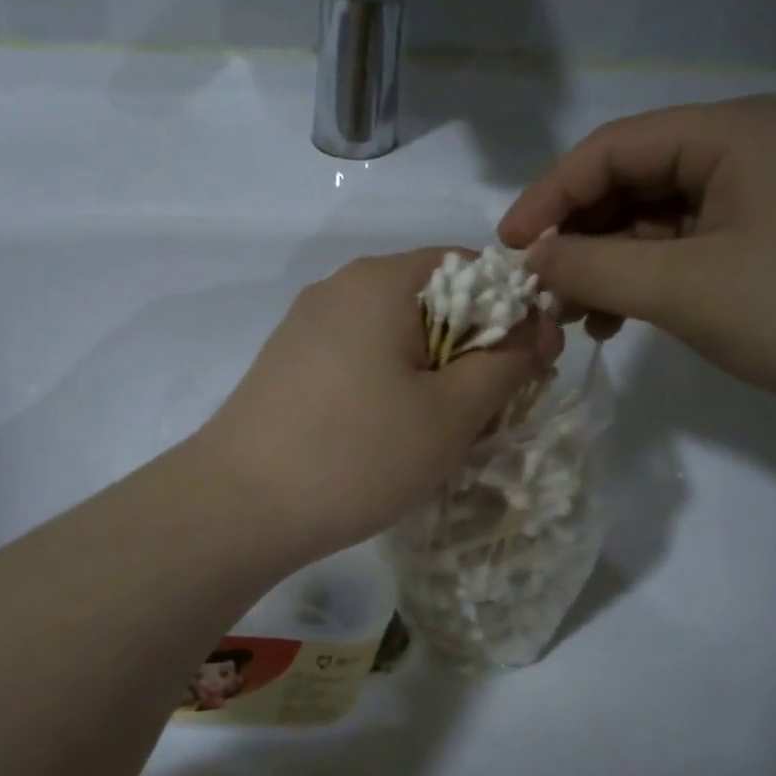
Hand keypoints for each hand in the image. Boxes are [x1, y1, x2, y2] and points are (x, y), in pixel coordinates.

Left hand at [190, 249, 562, 561]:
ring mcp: (307, 324)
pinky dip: (388, 383)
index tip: (526, 369)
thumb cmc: (357, 454)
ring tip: (435, 431)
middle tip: (484, 411)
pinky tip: (385, 433)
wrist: (237, 507)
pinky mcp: (288, 361)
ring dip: (430, 371)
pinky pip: (359, 356)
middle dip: (470, 349)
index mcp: (382, 279)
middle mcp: (340, 286)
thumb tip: (538, 325)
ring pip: (395, 333)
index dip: (511, 313)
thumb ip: (507, 361)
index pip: (472, 268)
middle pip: (432, 300)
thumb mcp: (451, 413)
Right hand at [499, 95, 775, 429]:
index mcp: (731, 134)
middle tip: (542, 290)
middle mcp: (746, 152)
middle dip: (579, 237)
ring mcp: (762, 199)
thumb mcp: (685, 289)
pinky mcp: (771, 244)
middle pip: (632, 182)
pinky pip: (686, 250)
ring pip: (655, 221)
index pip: (611, 148)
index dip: (549, 196)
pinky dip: (646, 282)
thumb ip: (593, 270)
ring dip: (608, 266)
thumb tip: (530, 262)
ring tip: (579, 317)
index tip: (508, 249)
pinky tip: (623, 321)